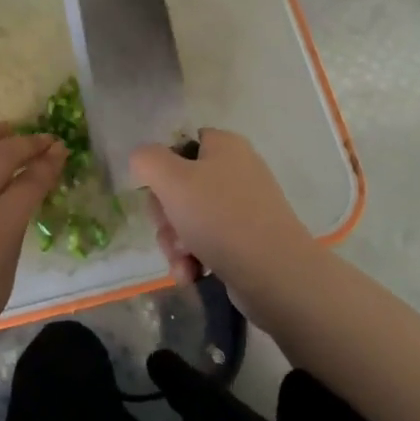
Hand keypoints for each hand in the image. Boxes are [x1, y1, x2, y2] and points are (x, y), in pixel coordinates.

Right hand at [128, 129, 311, 296]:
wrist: (276, 275)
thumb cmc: (220, 218)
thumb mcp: (172, 180)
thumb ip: (147, 160)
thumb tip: (143, 162)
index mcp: (224, 146)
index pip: (180, 145)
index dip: (161, 169)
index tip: (157, 193)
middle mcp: (237, 170)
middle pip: (180, 186)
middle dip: (166, 216)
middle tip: (169, 232)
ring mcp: (245, 207)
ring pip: (190, 219)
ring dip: (176, 243)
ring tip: (182, 262)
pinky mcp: (249, 240)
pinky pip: (209, 243)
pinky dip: (195, 259)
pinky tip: (192, 274)